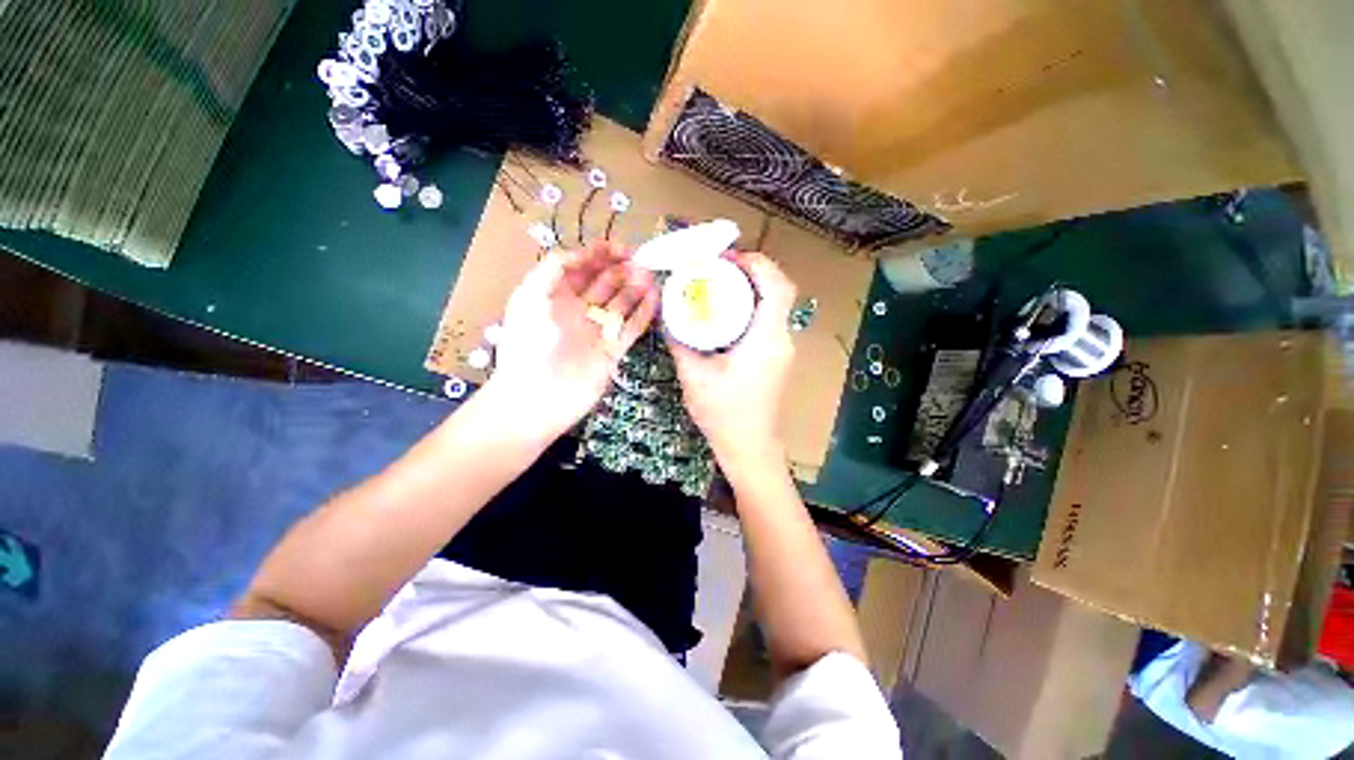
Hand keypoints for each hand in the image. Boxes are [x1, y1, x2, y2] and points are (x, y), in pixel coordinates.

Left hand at [485, 242, 658, 441]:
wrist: (537, 399)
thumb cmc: (528, 346)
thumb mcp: (529, 299)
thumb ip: (551, 271)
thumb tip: (578, 254)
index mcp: (555, 297)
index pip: (581, 268)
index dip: (599, 255)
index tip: (620, 249)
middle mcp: (578, 311)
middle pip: (604, 284)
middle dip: (621, 270)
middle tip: (641, 264)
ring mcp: (597, 332)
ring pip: (621, 304)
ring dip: (635, 289)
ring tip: (650, 278)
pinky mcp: (612, 351)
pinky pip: (631, 328)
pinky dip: (643, 314)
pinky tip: (655, 299)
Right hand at [668, 251, 796, 470]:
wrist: (748, 447)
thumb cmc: (723, 413)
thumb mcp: (694, 376)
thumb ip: (680, 342)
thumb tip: (667, 315)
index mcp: (766, 339)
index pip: (777, 287)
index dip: (758, 264)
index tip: (728, 257)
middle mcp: (781, 339)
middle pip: (779, 290)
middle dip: (753, 270)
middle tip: (720, 267)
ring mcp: (782, 349)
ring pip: (775, 304)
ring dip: (753, 288)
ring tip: (721, 283)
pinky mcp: (776, 357)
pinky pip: (769, 320)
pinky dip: (752, 306)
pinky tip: (727, 312)